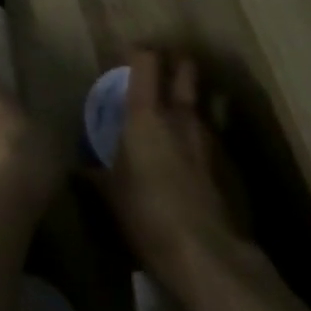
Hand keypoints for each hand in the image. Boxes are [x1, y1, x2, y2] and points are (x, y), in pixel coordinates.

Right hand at [92, 49, 244, 286]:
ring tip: (178, 115)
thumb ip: (94, 171)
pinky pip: (216, 136)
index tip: (129, 56)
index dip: (138, 52)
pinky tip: (196, 159)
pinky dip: (204, 137)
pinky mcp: (232, 165)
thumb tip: (78, 165)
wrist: (210, 258)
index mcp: (146, 113)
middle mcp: (181, 116)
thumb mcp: (110, 193)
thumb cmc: (148, 214)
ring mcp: (212, 138)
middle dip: (175, 63)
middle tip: (161, 72)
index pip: (146, 60)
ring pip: (204, 102)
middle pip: (185, 69)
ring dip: (192, 100)